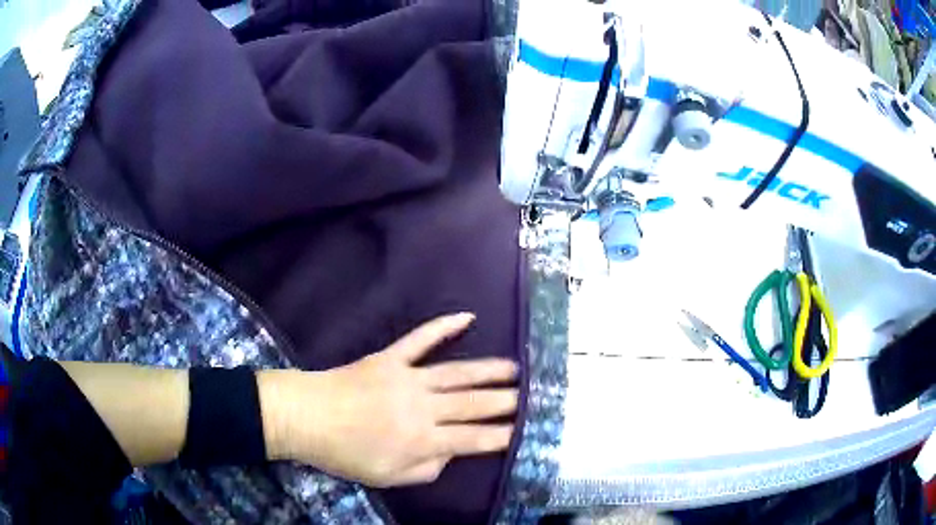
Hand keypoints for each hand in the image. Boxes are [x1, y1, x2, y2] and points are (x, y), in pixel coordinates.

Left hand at [259, 313, 518, 487]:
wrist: (306, 417)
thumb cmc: (344, 453)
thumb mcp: (387, 477)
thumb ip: (426, 470)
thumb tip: (451, 454)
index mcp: (421, 441)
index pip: (473, 439)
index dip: (501, 436)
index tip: (524, 430)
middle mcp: (422, 408)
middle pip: (474, 404)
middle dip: (506, 401)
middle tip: (531, 395)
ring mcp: (407, 378)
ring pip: (458, 373)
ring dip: (489, 370)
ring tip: (515, 368)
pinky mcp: (390, 358)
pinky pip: (421, 339)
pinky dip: (444, 326)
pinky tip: (467, 316)